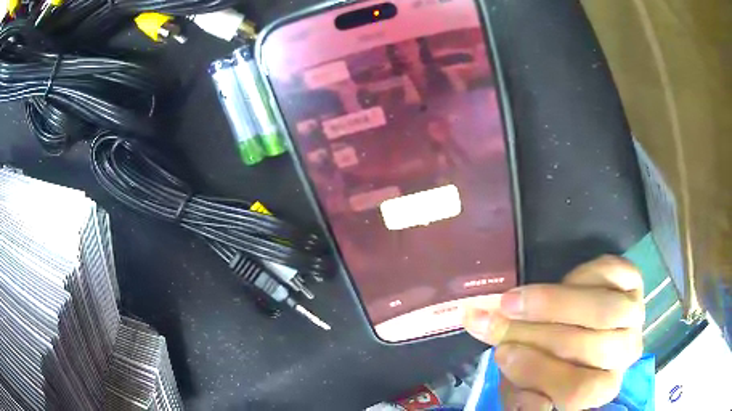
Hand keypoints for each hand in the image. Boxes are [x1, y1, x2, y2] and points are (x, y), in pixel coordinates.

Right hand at [462, 256, 644, 410]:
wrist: (571, 323)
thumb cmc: (548, 361)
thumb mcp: (526, 384)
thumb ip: (524, 396)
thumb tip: (532, 405)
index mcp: (601, 387)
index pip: (579, 390)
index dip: (540, 372)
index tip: (501, 353)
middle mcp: (624, 354)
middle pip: (592, 347)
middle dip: (539, 333)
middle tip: (501, 318)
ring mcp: (634, 314)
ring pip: (605, 311)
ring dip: (555, 303)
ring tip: (518, 299)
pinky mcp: (634, 280)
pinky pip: (609, 275)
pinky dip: (581, 274)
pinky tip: (563, 281)